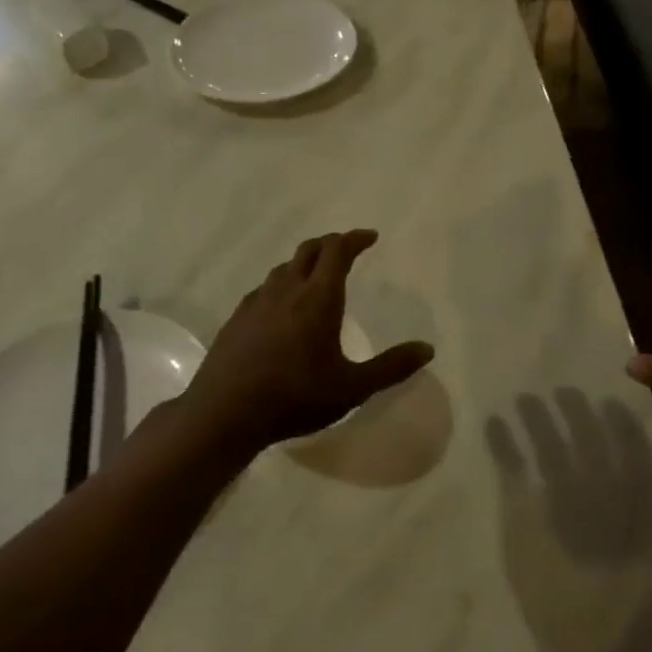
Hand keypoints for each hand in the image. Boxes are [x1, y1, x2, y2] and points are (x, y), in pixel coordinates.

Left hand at [178, 230, 433, 450]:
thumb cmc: (296, 397)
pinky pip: (264, 289)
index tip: (370, 237)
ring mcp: (256, 302)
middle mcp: (286, 290)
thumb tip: (427, 349)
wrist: (224, 413)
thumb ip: (391, 367)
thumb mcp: (353, 388)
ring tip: (317, 277)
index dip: (355, 239)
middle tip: (347, 250)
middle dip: (331, 244)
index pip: (338, 251)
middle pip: (309, 250)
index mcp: (318, 298)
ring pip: (283, 268)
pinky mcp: (236, 319)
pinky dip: (281, 286)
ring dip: (304, 264)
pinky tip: (282, 309)